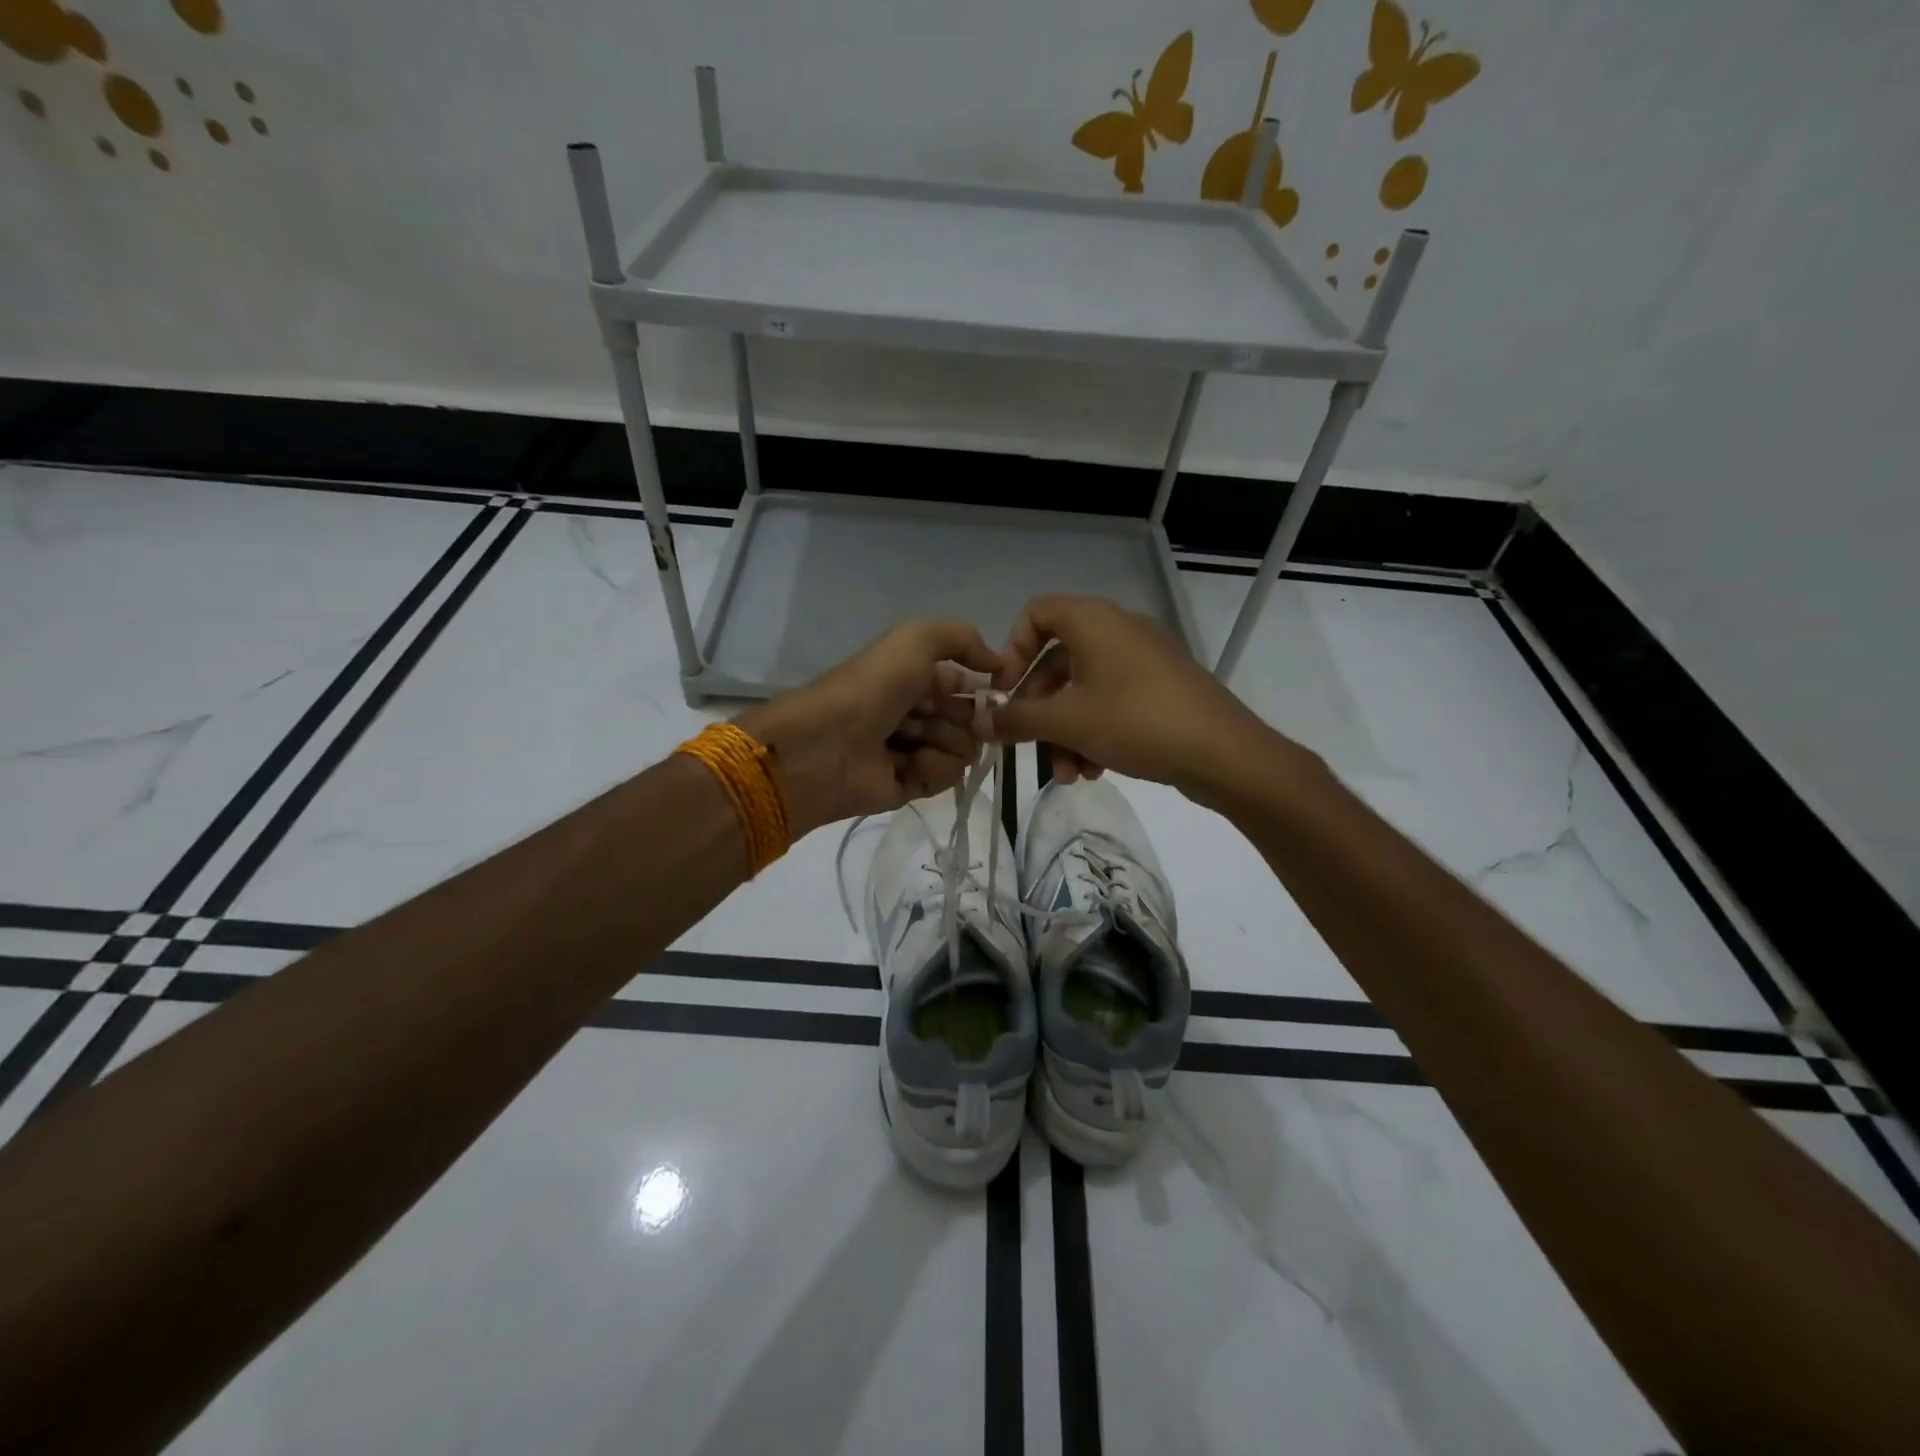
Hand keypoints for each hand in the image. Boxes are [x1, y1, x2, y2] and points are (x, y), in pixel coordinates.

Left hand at [736, 620, 1002, 834]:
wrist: (827, 744)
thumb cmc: (872, 686)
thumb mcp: (916, 639)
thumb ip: (962, 638)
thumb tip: (997, 664)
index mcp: (914, 677)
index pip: (965, 685)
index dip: (981, 689)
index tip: (992, 692)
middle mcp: (916, 712)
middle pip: (970, 720)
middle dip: (964, 717)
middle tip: (934, 716)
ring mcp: (913, 751)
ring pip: (964, 750)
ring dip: (945, 742)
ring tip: (910, 741)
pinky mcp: (910, 786)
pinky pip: (947, 778)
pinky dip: (932, 769)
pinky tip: (907, 765)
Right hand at [990, 595, 1291, 803]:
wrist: (1223, 752)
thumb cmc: (1136, 722)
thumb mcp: (1067, 722)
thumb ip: (1017, 719)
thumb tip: (981, 720)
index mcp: (1093, 621)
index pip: (1036, 614)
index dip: (1012, 651)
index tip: (1006, 693)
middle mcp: (1117, 630)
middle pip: (1057, 660)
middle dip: (1039, 709)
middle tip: (1028, 745)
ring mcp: (1143, 659)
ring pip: (1084, 689)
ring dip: (1066, 732)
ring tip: (1069, 774)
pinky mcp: (1161, 688)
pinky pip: (1112, 701)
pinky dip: (1095, 731)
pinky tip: (1096, 771)